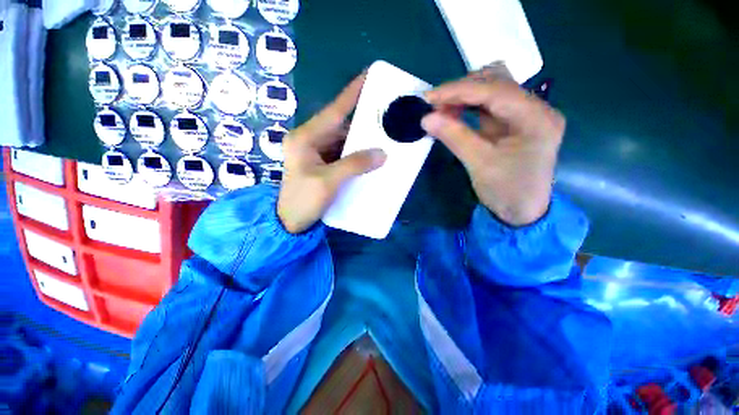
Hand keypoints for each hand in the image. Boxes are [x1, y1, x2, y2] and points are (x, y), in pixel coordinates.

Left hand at [278, 74, 386, 233]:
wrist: (289, 223)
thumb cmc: (302, 201)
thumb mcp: (328, 182)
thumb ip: (354, 164)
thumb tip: (382, 153)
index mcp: (305, 138)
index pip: (333, 111)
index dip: (352, 93)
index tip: (369, 76)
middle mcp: (309, 140)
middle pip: (339, 125)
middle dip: (362, 121)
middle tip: (385, 114)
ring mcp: (315, 152)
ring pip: (342, 140)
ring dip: (360, 140)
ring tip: (383, 134)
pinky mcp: (321, 164)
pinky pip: (342, 153)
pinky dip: (356, 154)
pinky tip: (370, 154)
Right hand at [422, 65, 565, 225]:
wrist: (522, 211)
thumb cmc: (506, 191)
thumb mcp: (479, 164)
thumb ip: (454, 137)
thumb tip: (426, 118)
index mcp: (536, 118)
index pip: (495, 90)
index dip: (458, 90)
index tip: (429, 97)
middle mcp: (536, 108)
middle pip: (497, 82)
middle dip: (462, 90)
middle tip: (434, 105)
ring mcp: (525, 113)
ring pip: (492, 89)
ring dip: (464, 95)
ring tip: (441, 109)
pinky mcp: (513, 122)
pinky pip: (489, 105)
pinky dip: (468, 106)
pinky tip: (453, 113)